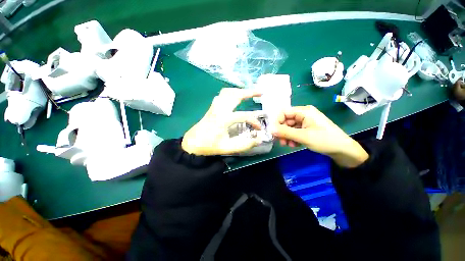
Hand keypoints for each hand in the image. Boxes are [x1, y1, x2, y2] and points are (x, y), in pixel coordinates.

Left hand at [182, 88, 262, 155]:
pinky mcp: (212, 107)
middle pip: (236, 95)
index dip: (254, 121)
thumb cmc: (209, 146)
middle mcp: (220, 109)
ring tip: (249, 92)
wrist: (192, 143)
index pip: (244, 116)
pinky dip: (231, 93)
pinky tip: (235, 97)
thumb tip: (259, 139)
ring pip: (228, 92)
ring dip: (240, 90)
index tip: (259, 128)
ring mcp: (215, 107)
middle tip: (260, 92)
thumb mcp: (227, 148)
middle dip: (250, 92)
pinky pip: (222, 95)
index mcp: (224, 119)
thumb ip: (244, 145)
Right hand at [272, 106, 368, 167]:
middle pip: (286, 120)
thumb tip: (270, 129)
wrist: (343, 150)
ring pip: (289, 127)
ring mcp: (305, 122)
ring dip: (286, 136)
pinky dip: (292, 138)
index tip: (274, 132)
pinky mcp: (306, 128)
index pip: (284, 112)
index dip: (277, 121)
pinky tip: (293, 145)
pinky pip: (294, 131)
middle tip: (280, 141)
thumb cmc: (325, 140)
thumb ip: (285, 132)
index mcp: (304, 111)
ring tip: (288, 145)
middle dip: (282, 131)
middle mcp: (303, 114)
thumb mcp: (303, 136)